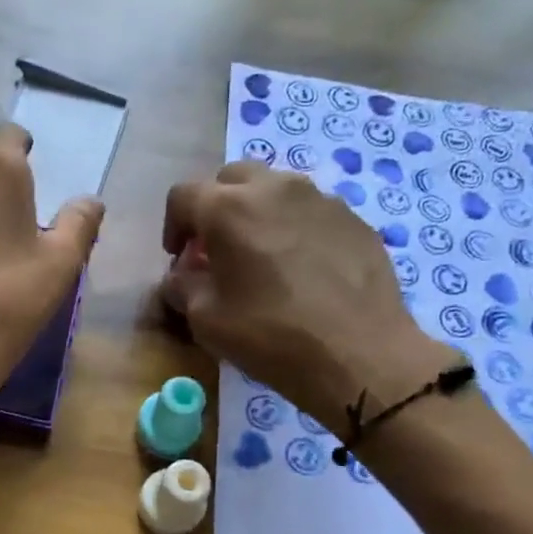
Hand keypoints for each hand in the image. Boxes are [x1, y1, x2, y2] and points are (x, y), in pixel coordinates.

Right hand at [160, 163, 454, 433]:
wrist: (359, 353)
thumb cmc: (270, 335)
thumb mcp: (206, 320)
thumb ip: (182, 287)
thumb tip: (179, 277)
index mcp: (228, 208)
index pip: (184, 196)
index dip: (173, 226)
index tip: (179, 258)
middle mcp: (274, 188)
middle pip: (231, 179)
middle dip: (216, 209)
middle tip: (217, 250)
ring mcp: (321, 199)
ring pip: (275, 190)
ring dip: (257, 214)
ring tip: (262, 257)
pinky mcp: (354, 219)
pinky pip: (311, 212)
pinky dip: (295, 230)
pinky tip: (302, 271)